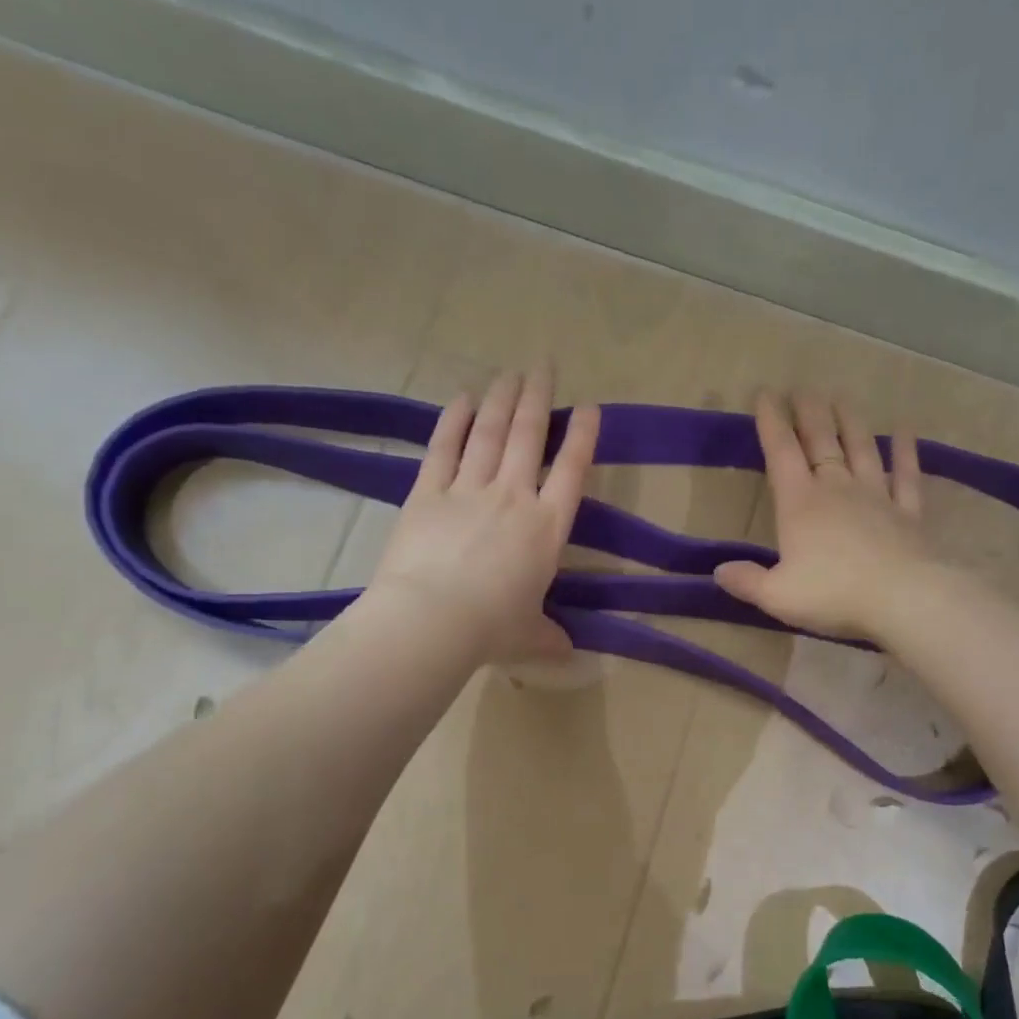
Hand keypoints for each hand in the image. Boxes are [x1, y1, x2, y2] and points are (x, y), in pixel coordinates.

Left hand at [369, 367, 599, 663]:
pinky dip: (455, 421)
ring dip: (502, 400)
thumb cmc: (492, 629)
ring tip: (510, 372)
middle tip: (543, 365)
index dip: (583, 437)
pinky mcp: (428, 493)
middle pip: (529, 437)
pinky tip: (463, 398)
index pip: (572, 472)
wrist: (433, 620)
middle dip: (538, 398)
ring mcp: (469, 490)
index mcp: (547, 529)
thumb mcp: (530, 636)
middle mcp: (513, 498)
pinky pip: (444, 449)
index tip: (589, 408)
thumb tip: (566, 653)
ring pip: (490, 434)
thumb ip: (550, 637)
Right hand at [714, 391, 935, 639]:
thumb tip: (719, 571)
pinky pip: (906, 475)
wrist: (903, 598)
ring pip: (862, 449)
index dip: (771, 422)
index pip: (781, 453)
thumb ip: (747, 581)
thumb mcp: (777, 596)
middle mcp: (837, 489)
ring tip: (842, 397)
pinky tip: (906, 430)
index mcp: (800, 504)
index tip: (766, 394)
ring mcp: (876, 497)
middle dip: (809, 412)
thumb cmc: (833, 594)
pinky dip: (906, 451)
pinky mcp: (908, 513)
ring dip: (851, 421)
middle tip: (804, 388)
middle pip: (821, 441)